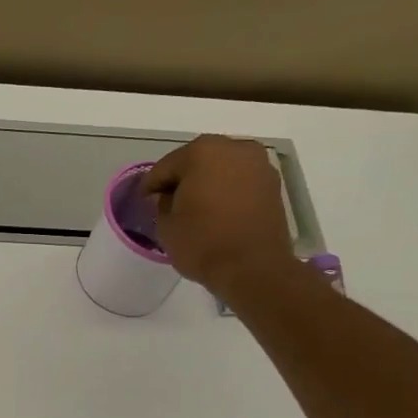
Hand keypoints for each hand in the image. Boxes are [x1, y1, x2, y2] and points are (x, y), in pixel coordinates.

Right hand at [141, 135, 294, 293]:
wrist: (254, 269)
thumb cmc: (203, 243)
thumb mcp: (166, 225)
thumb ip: (161, 202)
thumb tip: (168, 196)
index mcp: (202, 152)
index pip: (166, 166)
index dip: (151, 185)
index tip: (144, 200)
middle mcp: (234, 148)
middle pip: (197, 161)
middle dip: (181, 179)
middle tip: (168, 201)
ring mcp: (258, 164)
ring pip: (221, 169)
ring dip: (206, 183)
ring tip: (194, 207)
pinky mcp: (273, 185)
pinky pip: (240, 181)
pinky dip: (226, 191)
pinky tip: (216, 210)